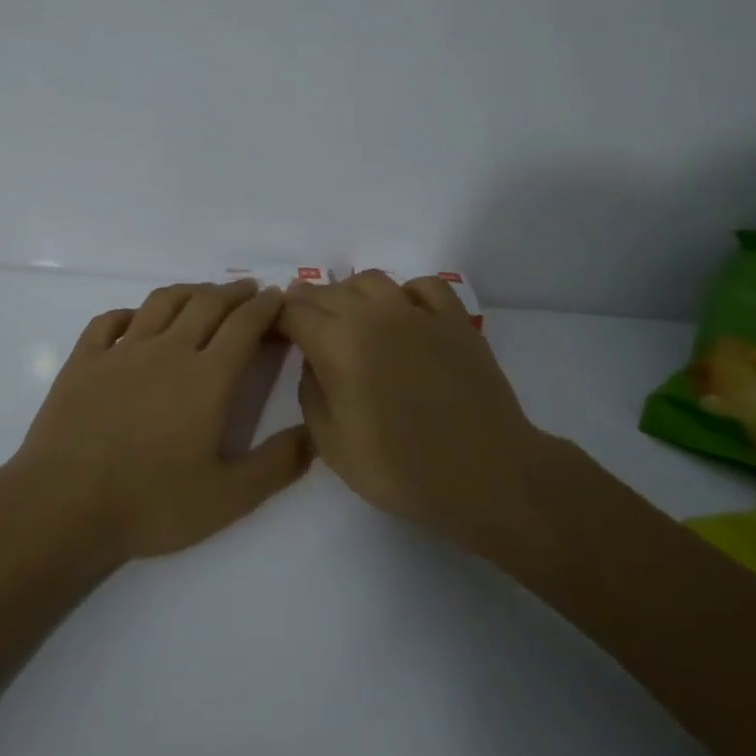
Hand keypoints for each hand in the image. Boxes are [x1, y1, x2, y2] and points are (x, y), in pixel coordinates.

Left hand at [10, 280, 312, 561]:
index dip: (266, 306)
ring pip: (162, 302)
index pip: (245, 325)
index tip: (278, 298)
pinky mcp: (84, 360)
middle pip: (207, 304)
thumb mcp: (228, 498)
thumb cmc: (151, 503)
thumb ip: (277, 464)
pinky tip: (136, 319)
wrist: (63, 506)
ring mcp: (122, 351)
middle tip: (249, 289)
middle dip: (234, 292)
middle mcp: (168, 351)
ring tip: (203, 293)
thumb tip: (315, 435)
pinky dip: (130, 312)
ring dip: (189, 291)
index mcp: (207, 378)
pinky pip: (110, 320)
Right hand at [280, 271, 550, 539]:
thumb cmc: (401, 469)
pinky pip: (423, 286)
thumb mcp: (332, 445)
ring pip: (371, 280)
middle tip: (300, 324)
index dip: (275, 318)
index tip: (270, 331)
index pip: (293, 312)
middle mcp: (374, 315)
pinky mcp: (455, 319)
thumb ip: (310, 394)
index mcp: (339, 344)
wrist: (485, 474)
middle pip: (327, 291)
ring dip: (349, 293)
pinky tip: (403, 315)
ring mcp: (418, 312)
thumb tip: (313, 363)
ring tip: (346, 316)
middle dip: (305, 303)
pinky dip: (404, 293)